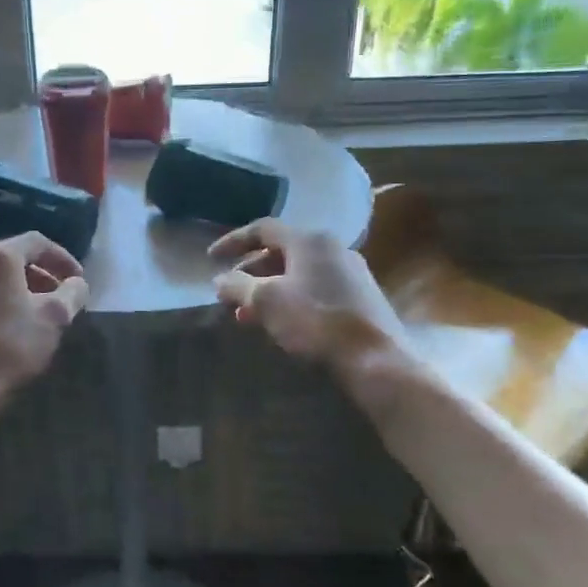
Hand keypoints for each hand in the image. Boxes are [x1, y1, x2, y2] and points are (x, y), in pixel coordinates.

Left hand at [0, 233, 89, 415]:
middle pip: (13, 259)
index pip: (37, 242)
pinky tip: (12, 329)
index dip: (63, 258)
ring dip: (21, 291)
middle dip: (42, 275)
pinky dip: (2, 304)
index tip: (79, 281)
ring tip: (40, 315)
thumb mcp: (55, 317)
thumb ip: (72, 293)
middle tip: (61, 297)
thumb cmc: (12, 345)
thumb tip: (77, 283)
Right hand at [210, 219, 406, 370]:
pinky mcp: (360, 298)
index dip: (233, 241)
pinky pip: (315, 289)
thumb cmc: (316, 321)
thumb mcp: (266, 301)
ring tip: (247, 316)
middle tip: (230, 293)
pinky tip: (280, 324)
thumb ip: (238, 286)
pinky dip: (290, 300)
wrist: (376, 358)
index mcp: (309, 240)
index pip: (263, 229)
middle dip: (250, 272)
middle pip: (281, 252)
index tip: (211, 258)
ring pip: (298, 274)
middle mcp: (332, 248)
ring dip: (268, 290)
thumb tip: (220, 280)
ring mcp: (351, 273)